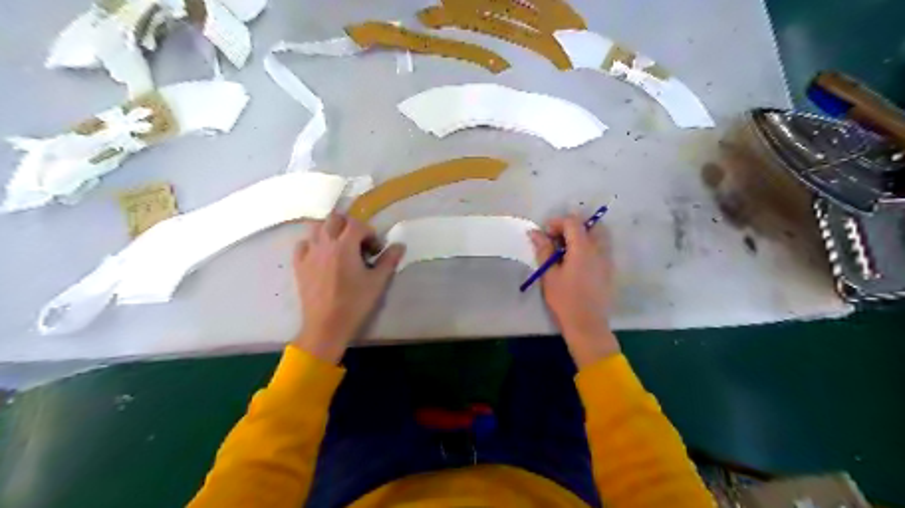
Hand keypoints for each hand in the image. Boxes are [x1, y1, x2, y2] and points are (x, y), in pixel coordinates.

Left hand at [293, 213, 405, 362]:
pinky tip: (321, 255)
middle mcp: (324, 244)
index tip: (375, 249)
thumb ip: (389, 260)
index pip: (357, 224)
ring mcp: (309, 253)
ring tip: (340, 245)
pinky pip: (303, 244)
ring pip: (316, 228)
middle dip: (349, 225)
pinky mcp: (299, 265)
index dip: (369, 233)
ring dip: (330, 230)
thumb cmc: (355, 303)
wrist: (326, 325)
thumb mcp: (377, 282)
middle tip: (359, 242)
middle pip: (335, 219)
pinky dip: (313, 244)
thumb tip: (400, 245)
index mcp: (344, 246)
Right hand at [529, 213, 618, 365]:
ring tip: (566, 250)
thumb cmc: (565, 300)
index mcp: (583, 248)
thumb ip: (543, 250)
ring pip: (598, 236)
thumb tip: (534, 232)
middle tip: (557, 239)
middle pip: (590, 225)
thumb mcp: (549, 275)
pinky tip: (576, 262)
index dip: (557, 222)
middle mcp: (599, 249)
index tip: (545, 233)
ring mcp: (607, 259)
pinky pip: (601, 248)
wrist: (588, 324)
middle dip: (572, 226)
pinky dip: (589, 246)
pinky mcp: (609, 269)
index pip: (573, 222)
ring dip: (582, 236)